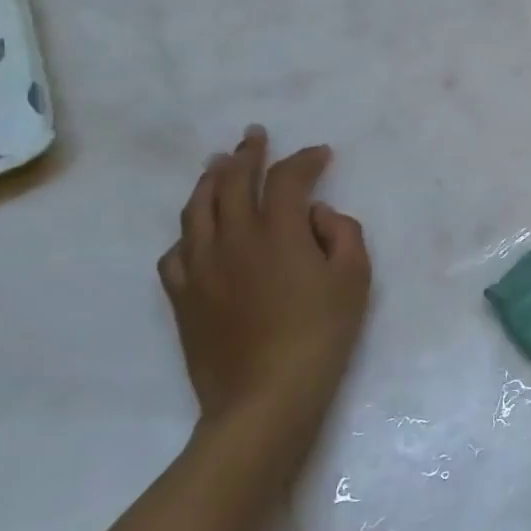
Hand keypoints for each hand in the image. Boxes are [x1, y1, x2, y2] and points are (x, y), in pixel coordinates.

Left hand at [158, 125, 370, 460]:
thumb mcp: (354, 278)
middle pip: (231, 182)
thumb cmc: (321, 333)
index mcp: (276, 231)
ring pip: (196, 209)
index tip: (320, 154)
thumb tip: (316, 214)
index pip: (286, 179)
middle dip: (247, 154)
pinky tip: (197, 232)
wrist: (265, 395)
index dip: (304, 160)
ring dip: (209, 180)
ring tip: (217, 164)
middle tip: (254, 136)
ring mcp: (200, 267)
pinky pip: (176, 251)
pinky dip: (189, 231)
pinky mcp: (183, 296)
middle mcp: (232, 238)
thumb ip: (342, 233)